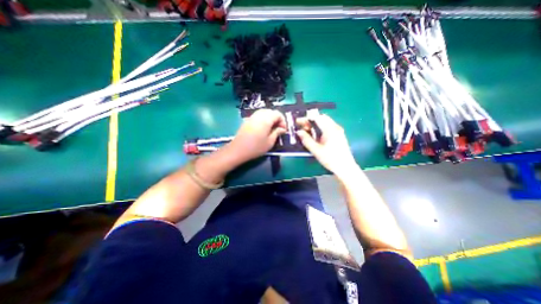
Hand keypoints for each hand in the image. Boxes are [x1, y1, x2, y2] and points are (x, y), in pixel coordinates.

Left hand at [226, 109, 287, 165]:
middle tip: (278, 129)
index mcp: (266, 119)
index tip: (283, 130)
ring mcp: (252, 117)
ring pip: (264, 112)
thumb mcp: (270, 142)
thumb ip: (277, 133)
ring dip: (270, 118)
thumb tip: (282, 129)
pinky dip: (263, 119)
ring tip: (271, 129)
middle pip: (271, 111)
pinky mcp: (247, 120)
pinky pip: (258, 115)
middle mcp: (259, 115)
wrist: (238, 150)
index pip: (278, 114)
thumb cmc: (256, 147)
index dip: (283, 121)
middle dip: (277, 119)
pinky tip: (263, 128)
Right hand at [296, 114, 357, 174]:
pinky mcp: (338, 135)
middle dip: (310, 121)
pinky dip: (319, 128)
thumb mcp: (316, 150)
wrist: (345, 168)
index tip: (298, 122)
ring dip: (314, 124)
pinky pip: (327, 127)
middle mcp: (335, 127)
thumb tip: (298, 132)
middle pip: (321, 118)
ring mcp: (338, 131)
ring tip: (306, 131)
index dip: (306, 118)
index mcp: (330, 129)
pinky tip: (315, 135)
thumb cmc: (331, 159)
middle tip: (301, 127)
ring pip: (324, 122)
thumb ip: (306, 140)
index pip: (317, 118)